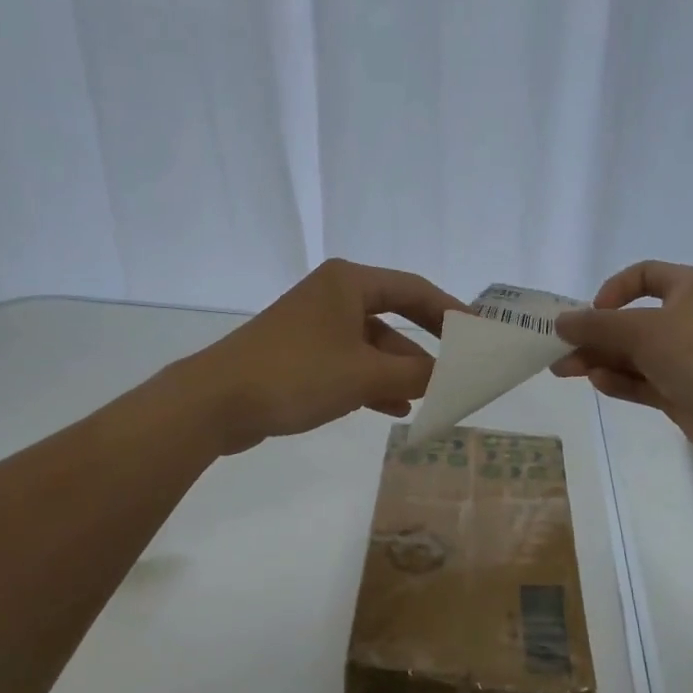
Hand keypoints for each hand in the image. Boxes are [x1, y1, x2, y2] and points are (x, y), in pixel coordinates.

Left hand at [167, 259, 463, 454]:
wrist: (214, 402)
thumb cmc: (296, 375)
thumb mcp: (364, 376)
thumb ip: (415, 375)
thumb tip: (452, 377)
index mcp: (349, 282)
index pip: (414, 290)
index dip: (451, 313)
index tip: (479, 336)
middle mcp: (333, 295)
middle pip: (395, 317)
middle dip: (425, 348)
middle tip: (458, 370)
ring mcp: (314, 326)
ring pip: (372, 345)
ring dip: (399, 371)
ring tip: (429, 398)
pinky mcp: (299, 355)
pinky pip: (349, 363)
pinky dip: (372, 383)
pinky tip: (394, 409)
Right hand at [552, 261, 692, 465]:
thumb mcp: (641, 330)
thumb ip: (597, 326)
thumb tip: (561, 323)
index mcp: (688, 288)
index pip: (644, 276)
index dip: (614, 290)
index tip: (594, 311)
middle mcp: (687, 319)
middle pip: (632, 321)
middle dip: (595, 335)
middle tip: (560, 350)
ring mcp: (685, 358)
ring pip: (634, 354)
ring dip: (600, 359)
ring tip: (565, 370)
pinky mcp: (682, 391)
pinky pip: (643, 381)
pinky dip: (620, 380)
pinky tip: (598, 382)